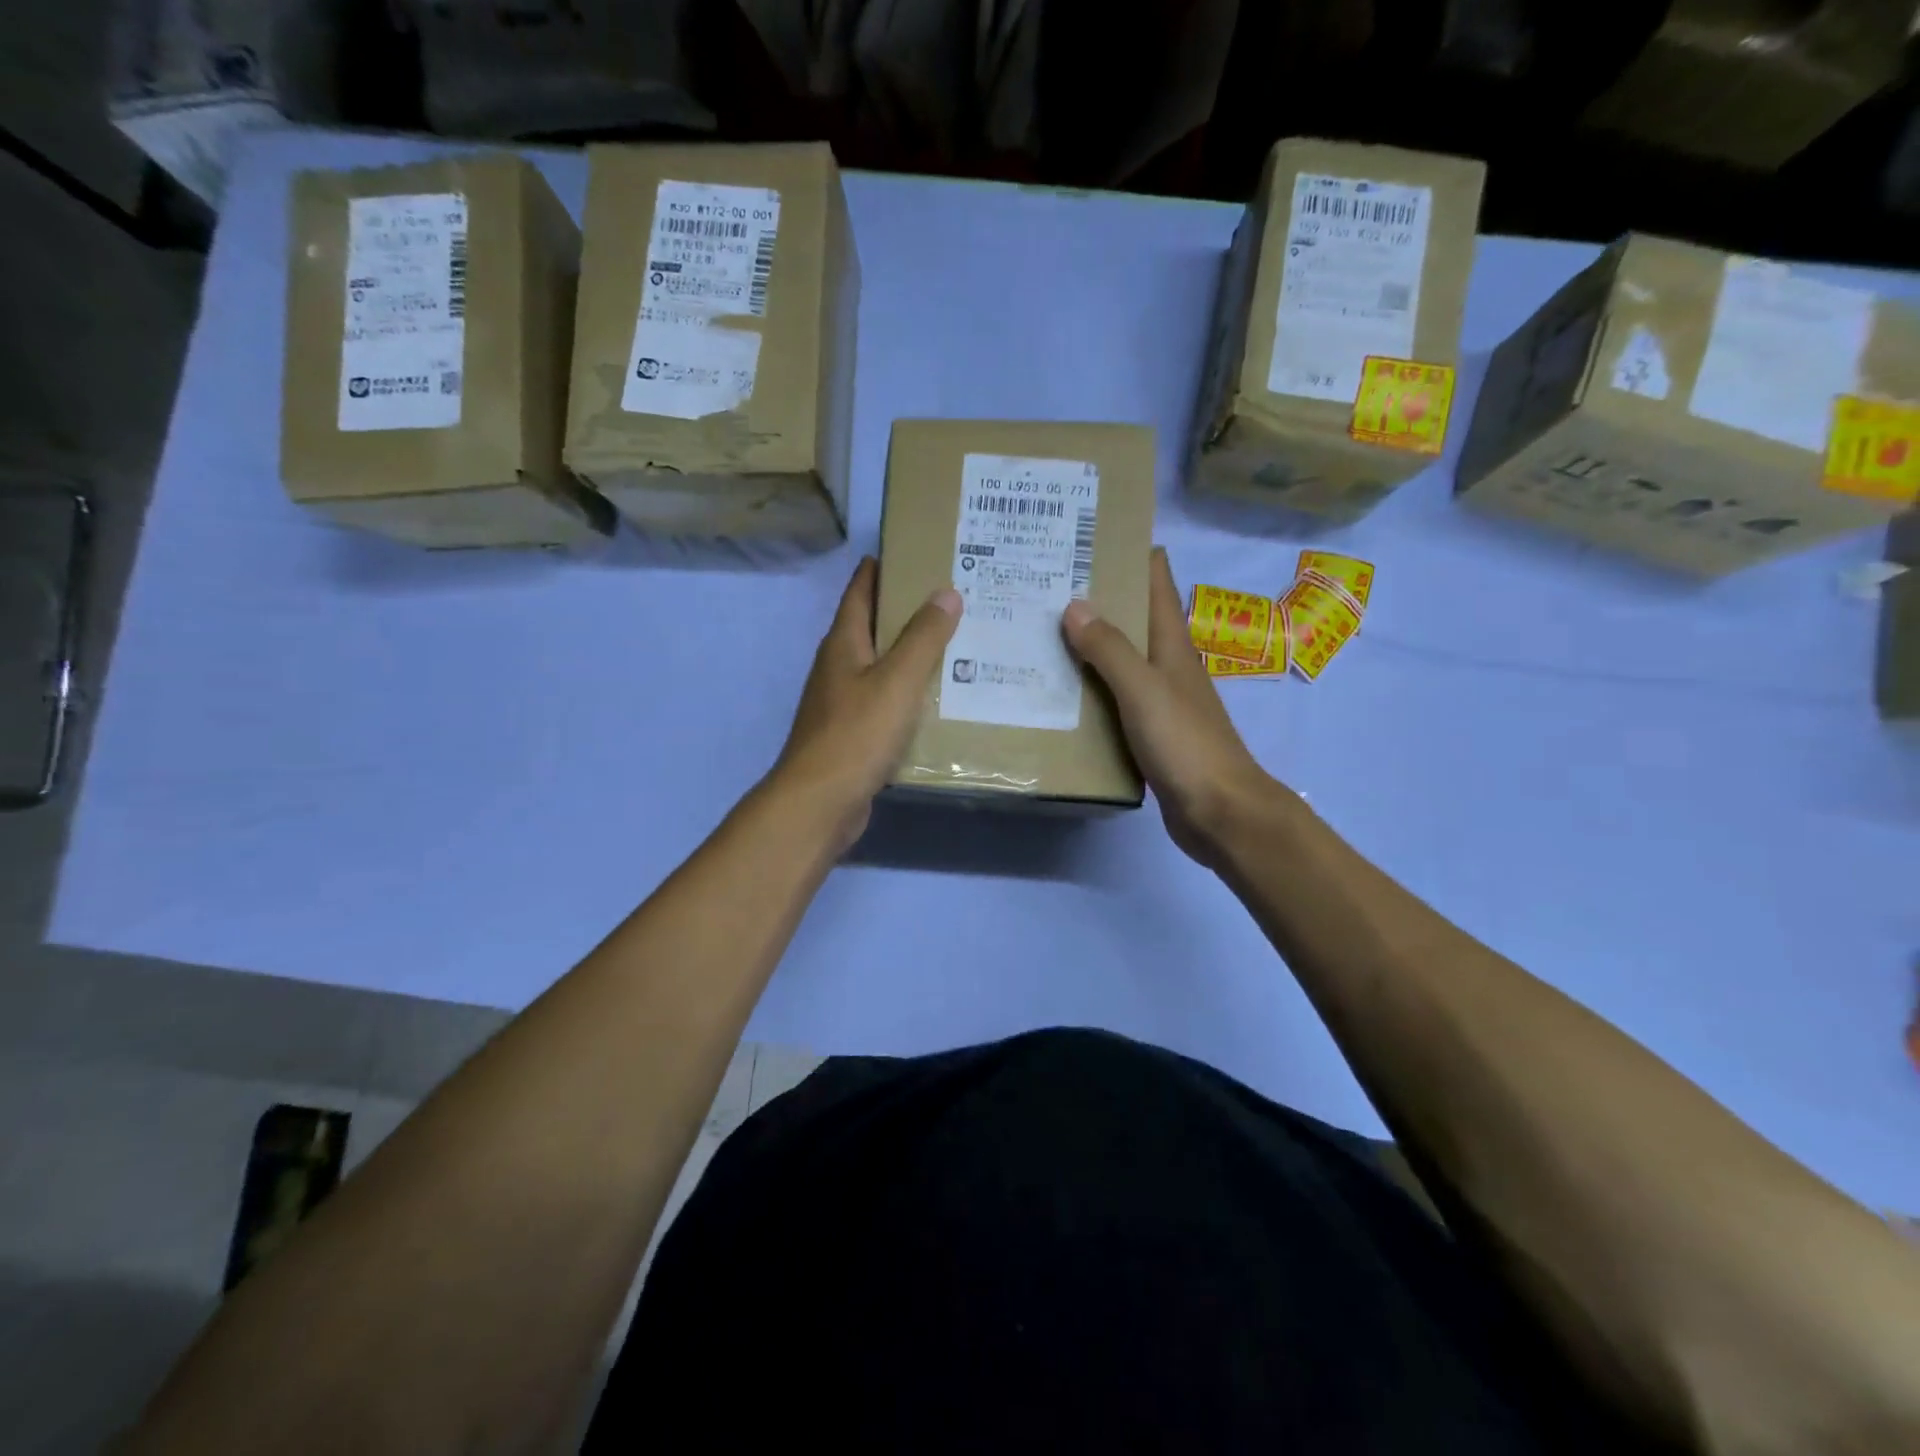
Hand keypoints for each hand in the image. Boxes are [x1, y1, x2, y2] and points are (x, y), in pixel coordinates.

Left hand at [772, 556, 961, 852]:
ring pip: (881, 666)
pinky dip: (909, 693)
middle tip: (954, 598)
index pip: (860, 589)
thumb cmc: (857, 733)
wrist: (821, 801)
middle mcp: (838, 666)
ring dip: (910, 654)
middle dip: (907, 610)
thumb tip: (946, 592)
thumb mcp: (897, 680)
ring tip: (956, 644)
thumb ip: (923, 637)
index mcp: (843, 643)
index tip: (917, 552)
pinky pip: (885, 701)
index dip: (883, 567)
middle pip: (872, 626)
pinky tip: (939, 699)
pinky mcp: (852, 733)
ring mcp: (842, 702)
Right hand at [1062, 547, 1283, 865]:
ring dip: (1086, 644)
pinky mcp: (1149, 731)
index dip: (1129, 552)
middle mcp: (1167, 664)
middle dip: (1095, 597)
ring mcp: (1158, 699)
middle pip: (1131, 617)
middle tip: (1043, 583)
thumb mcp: (1143, 690)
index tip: (1087, 535)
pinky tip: (1056, 691)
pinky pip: (1112, 698)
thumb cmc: (1186, 744)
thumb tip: (1074, 605)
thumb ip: (1110, 649)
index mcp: (1172, 644)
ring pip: (1118, 659)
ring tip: (1038, 631)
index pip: (1156, 580)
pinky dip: (1087, 688)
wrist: (1219, 812)